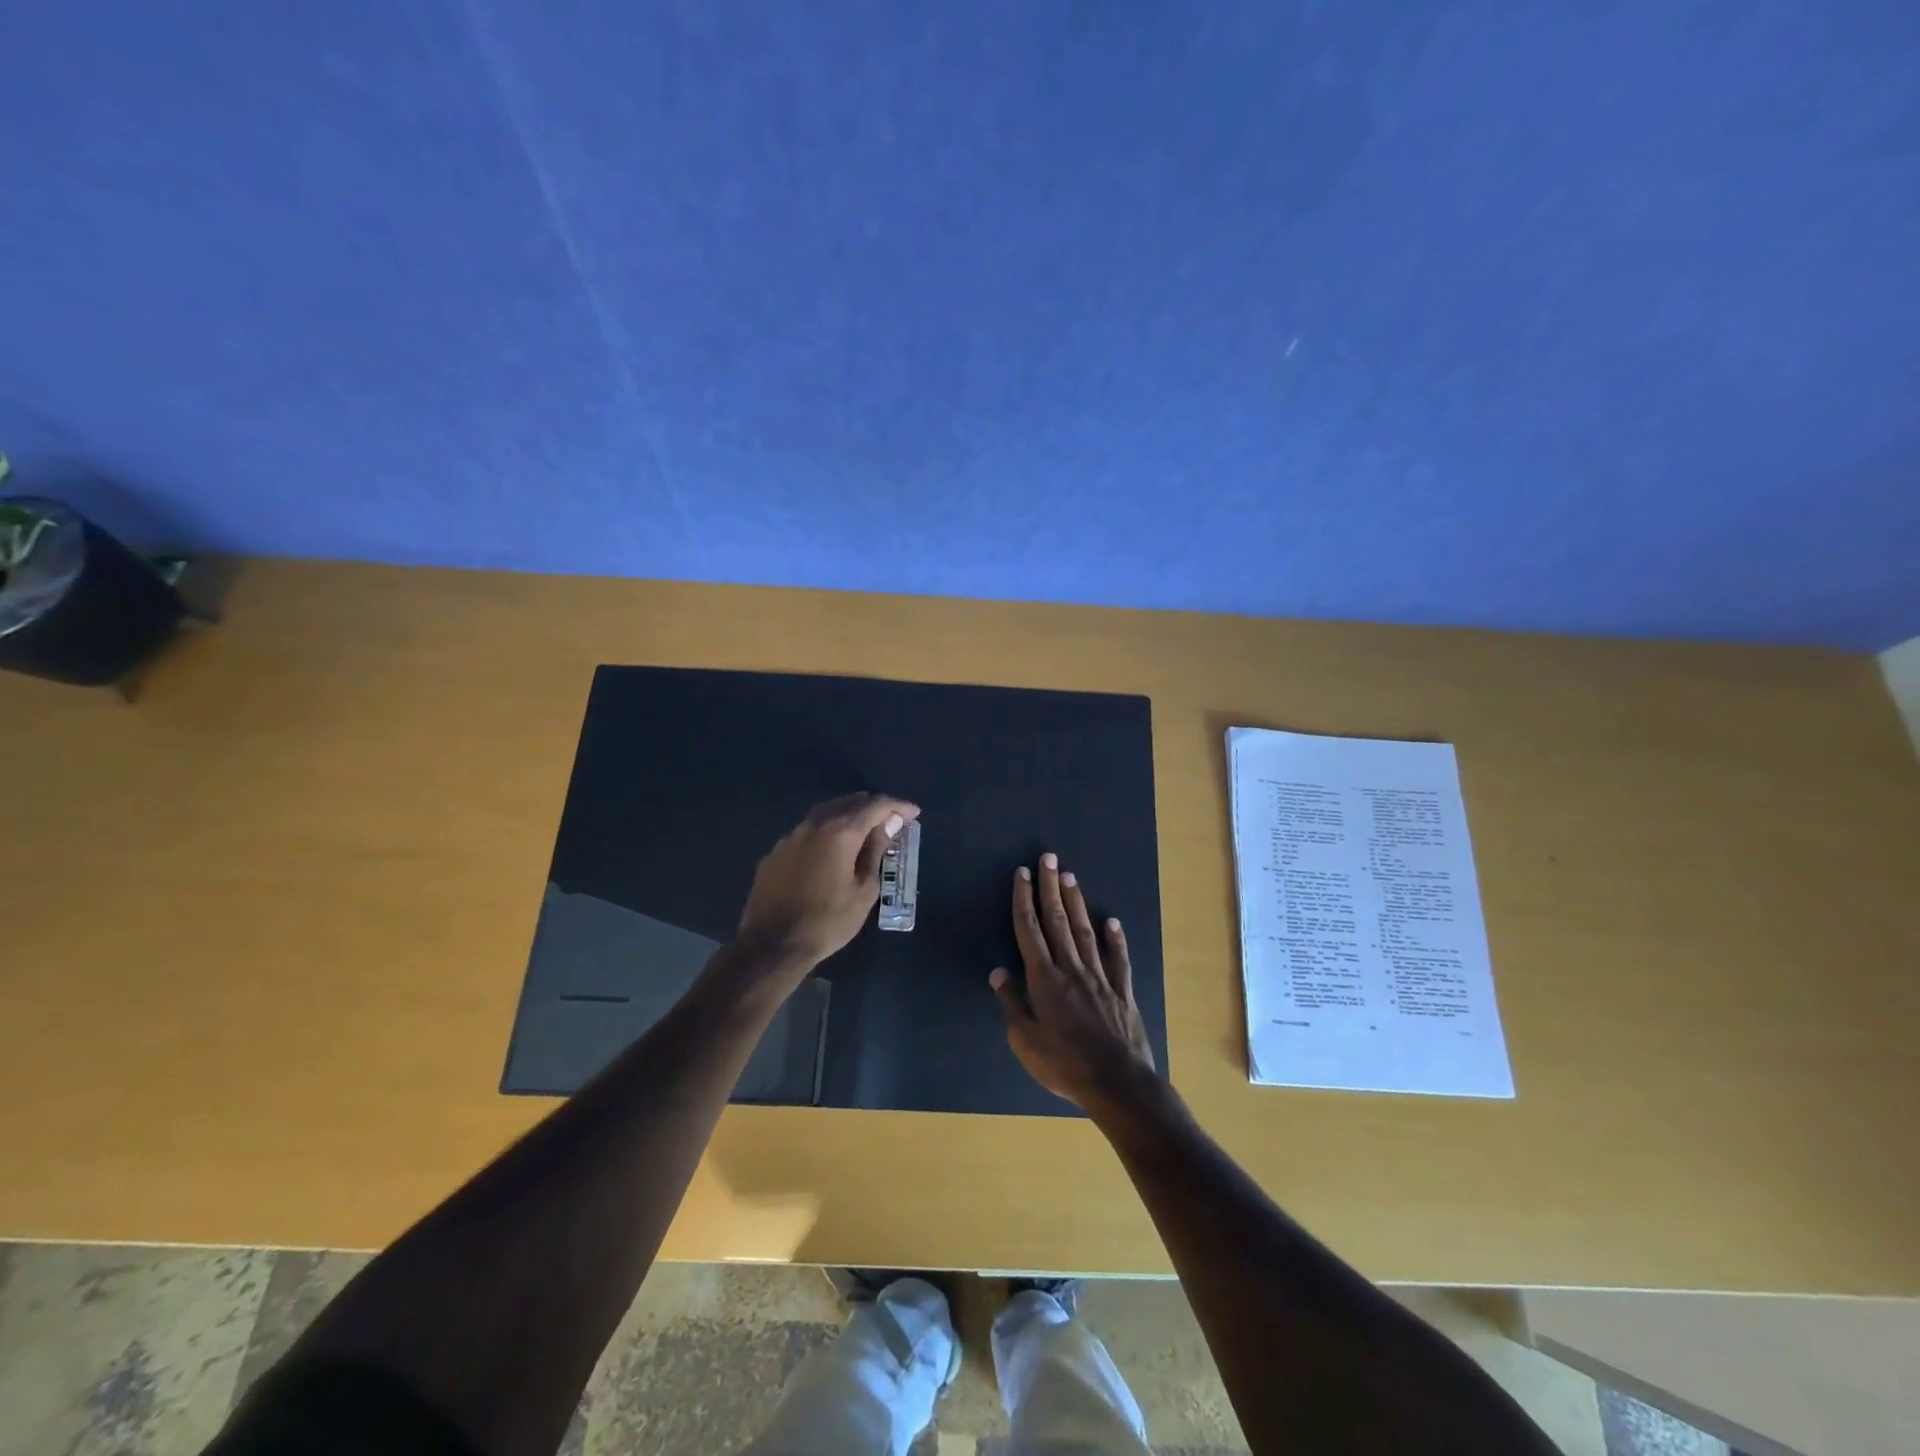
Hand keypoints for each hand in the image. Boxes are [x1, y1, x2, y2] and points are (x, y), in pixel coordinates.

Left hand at [735, 793, 919, 973]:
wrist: (772, 945)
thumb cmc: (828, 921)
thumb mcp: (864, 890)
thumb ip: (875, 851)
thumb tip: (888, 824)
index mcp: (841, 831)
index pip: (876, 806)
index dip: (898, 806)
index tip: (914, 813)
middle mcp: (814, 824)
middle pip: (849, 803)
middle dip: (873, 807)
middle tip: (891, 820)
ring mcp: (791, 836)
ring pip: (825, 813)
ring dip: (848, 815)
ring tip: (864, 828)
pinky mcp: (775, 851)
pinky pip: (807, 830)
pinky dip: (826, 830)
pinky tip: (830, 848)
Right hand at [990, 853, 1156, 1111]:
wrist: (1117, 1083)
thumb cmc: (1063, 1064)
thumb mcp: (1025, 1040)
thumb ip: (1012, 1003)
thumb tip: (998, 972)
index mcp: (1044, 979)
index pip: (1030, 930)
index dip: (1024, 900)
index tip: (1022, 874)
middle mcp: (1071, 969)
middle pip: (1057, 921)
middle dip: (1051, 887)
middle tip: (1049, 858)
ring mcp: (1100, 977)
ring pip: (1085, 931)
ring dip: (1076, 903)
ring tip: (1071, 876)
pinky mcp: (1122, 991)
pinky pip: (1118, 959)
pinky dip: (1115, 938)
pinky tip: (1112, 921)